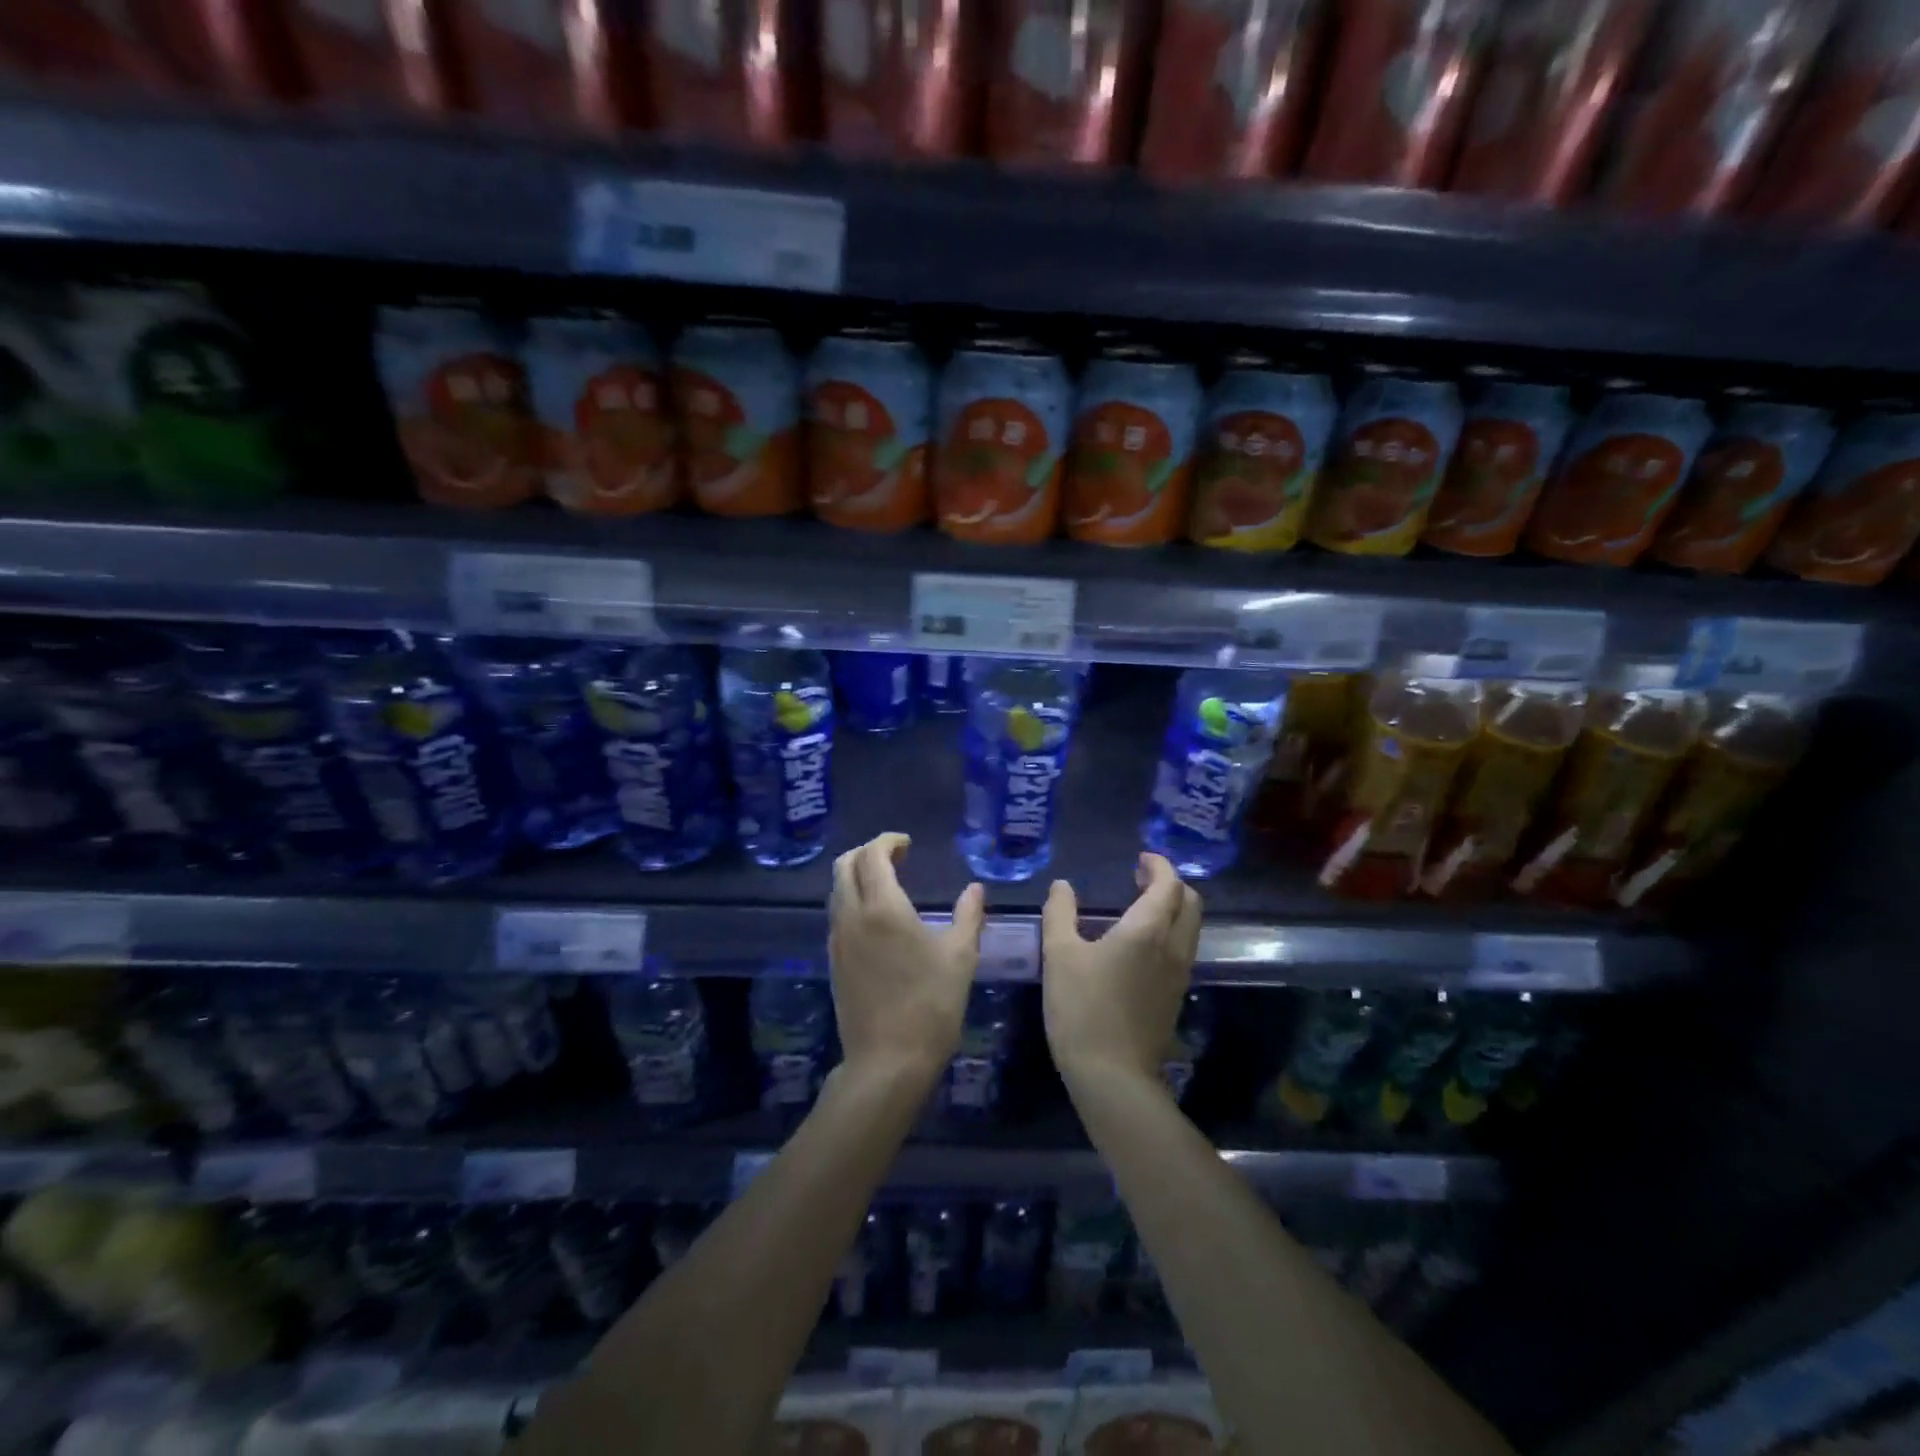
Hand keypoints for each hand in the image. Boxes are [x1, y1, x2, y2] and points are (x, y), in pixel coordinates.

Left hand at [829, 833, 985, 1083]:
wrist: (887, 1062)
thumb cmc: (930, 1005)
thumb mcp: (961, 957)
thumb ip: (968, 915)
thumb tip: (975, 889)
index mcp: (882, 907)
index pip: (872, 855)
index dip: (888, 841)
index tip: (908, 844)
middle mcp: (851, 916)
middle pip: (845, 865)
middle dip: (868, 852)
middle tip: (897, 858)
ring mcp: (837, 940)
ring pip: (837, 890)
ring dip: (857, 875)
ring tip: (888, 883)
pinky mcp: (833, 961)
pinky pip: (837, 914)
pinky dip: (852, 899)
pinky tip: (877, 918)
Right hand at [1042, 852, 1201, 1085]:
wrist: (1112, 1076)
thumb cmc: (1082, 1008)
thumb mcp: (1059, 955)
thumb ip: (1060, 913)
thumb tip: (1062, 886)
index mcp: (1148, 931)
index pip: (1169, 885)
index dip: (1159, 865)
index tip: (1141, 858)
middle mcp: (1173, 948)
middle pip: (1190, 903)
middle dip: (1171, 883)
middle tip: (1141, 877)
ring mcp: (1179, 975)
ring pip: (1190, 928)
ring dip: (1173, 908)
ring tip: (1139, 905)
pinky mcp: (1175, 997)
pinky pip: (1182, 950)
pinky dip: (1170, 932)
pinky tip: (1140, 943)